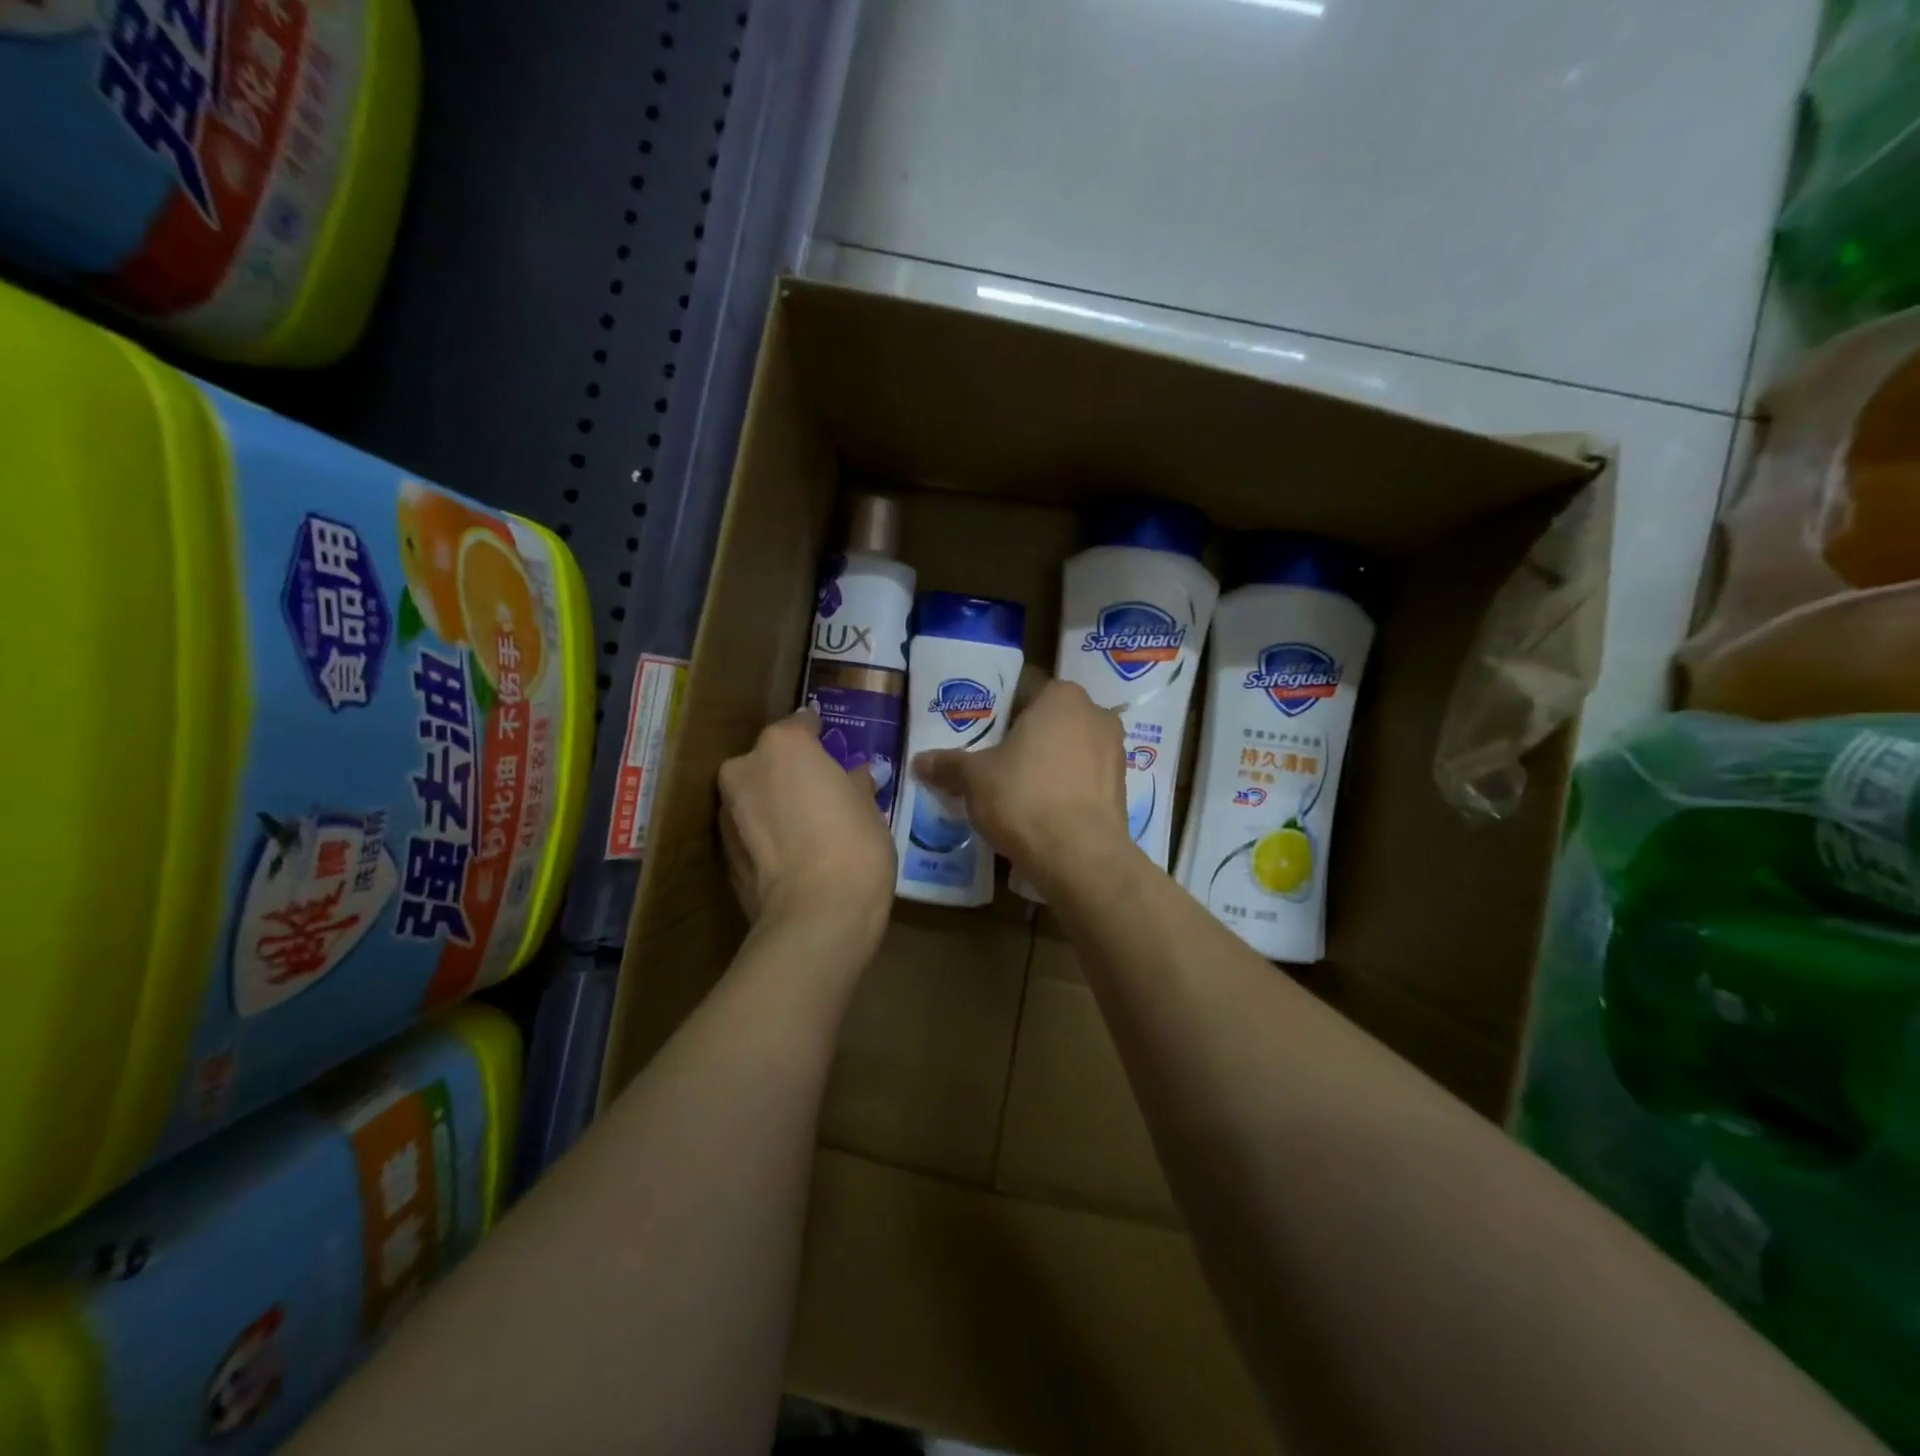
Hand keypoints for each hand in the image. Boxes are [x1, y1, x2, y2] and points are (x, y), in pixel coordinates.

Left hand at [717, 711, 895, 958]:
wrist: (816, 916)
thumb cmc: (853, 845)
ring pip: (755, 795)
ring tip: (807, 827)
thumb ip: (855, 783)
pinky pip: (750, 829)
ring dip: (775, 803)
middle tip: (821, 793)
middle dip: (791, 772)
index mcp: (783, 745)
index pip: (801, 724)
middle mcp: (744, 767)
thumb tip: (856, 776)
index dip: (819, 735)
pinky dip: (766, 833)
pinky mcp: (722, 852)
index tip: (833, 748)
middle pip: (770, 760)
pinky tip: (792, 853)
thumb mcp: (868, 807)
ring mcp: (727, 811)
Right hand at [912, 680, 1134, 894]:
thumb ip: (949, 764)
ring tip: (1016, 791)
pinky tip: (1041, 811)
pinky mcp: (1121, 788)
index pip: (1023, 692)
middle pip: (1049, 721)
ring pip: (1068, 750)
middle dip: (1024, 740)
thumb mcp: (975, 778)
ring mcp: (1115, 752)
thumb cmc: (1024, 797)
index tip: (981, 738)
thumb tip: (919, 761)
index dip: (998, 715)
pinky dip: (1064, 789)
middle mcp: (1095, 714)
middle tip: (994, 764)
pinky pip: (1083, 779)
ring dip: (1045, 765)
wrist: (1080, 856)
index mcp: (1062, 696)